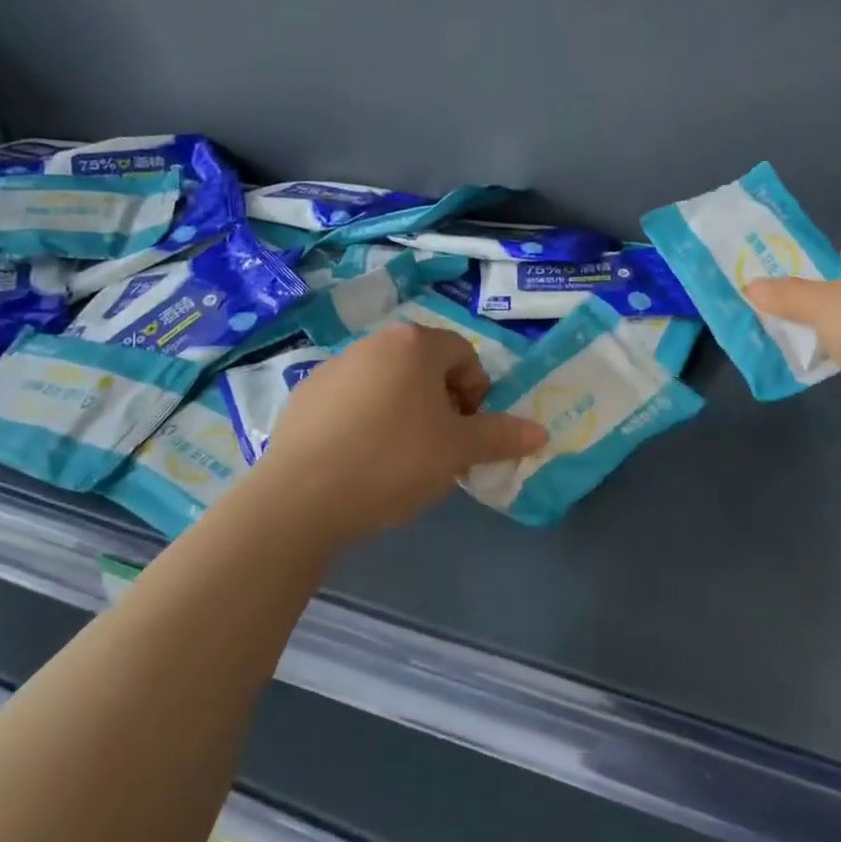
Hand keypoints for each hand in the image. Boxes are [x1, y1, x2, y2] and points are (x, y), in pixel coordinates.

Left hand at [251, 323, 546, 540]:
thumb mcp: (457, 451)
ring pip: (387, 384)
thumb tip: (540, 432)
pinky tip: (360, 461)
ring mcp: (333, 367)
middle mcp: (373, 343)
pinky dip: (366, 421)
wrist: (300, 498)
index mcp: (414, 344)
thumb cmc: (393, 461)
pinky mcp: (304, 396)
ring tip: (399, 459)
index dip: (477, 393)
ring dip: (405, 412)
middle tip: (440, 447)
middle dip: (442, 403)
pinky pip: (352, 402)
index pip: (464, 355)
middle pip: (424, 367)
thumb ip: (500, 436)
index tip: (468, 431)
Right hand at [744, 245, 840, 435]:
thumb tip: (751, 285)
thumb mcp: (819, 305)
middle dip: (813, 308)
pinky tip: (833, 371)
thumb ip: (784, 296)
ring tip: (797, 349)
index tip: (778, 293)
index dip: (807, 272)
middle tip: (778, 323)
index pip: (835, 258)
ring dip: (831, 337)